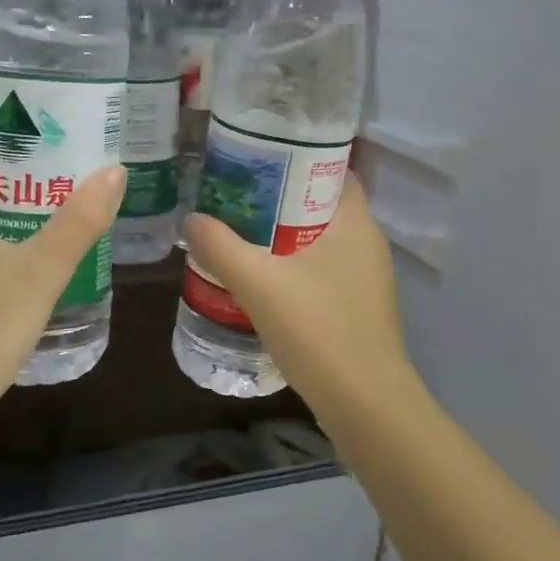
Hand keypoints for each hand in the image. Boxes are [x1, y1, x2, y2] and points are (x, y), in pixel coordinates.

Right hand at [184, 177, 414, 414]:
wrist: (363, 402)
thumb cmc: (318, 330)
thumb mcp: (258, 283)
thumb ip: (221, 247)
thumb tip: (191, 219)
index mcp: (355, 222)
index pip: (332, 169)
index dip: (296, 158)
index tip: (256, 159)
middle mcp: (368, 243)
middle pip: (321, 205)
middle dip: (280, 199)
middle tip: (235, 196)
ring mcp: (367, 278)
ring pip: (321, 241)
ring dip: (285, 236)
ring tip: (241, 234)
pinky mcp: (360, 306)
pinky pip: (324, 271)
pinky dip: (295, 267)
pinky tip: (264, 280)